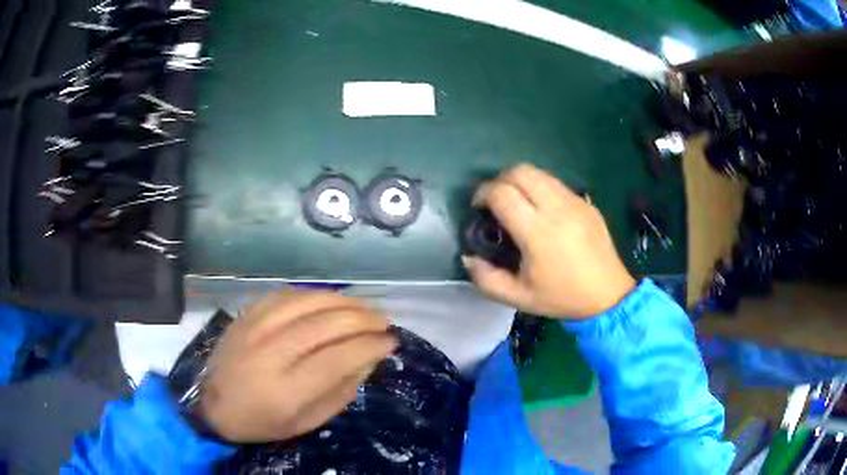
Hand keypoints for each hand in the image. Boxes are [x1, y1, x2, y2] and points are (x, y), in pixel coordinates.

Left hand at [198, 291, 396, 442]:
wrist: (213, 405)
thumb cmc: (262, 422)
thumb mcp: (306, 423)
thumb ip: (340, 392)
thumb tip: (368, 358)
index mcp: (286, 390)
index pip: (338, 358)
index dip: (370, 346)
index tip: (390, 342)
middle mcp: (269, 353)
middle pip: (325, 324)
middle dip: (363, 319)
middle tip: (384, 321)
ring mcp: (255, 328)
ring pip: (308, 302)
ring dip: (344, 301)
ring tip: (365, 308)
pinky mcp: (247, 314)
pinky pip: (287, 294)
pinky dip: (315, 295)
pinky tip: (330, 300)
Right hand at [463, 163, 635, 318]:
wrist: (609, 294)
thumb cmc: (563, 298)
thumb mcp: (519, 298)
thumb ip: (487, 279)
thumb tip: (468, 257)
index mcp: (538, 233)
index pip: (502, 193)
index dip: (482, 194)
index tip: (478, 208)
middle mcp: (556, 209)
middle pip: (520, 172)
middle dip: (499, 180)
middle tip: (495, 202)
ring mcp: (574, 202)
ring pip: (539, 172)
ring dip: (520, 181)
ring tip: (517, 203)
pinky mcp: (586, 202)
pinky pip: (556, 182)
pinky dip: (540, 187)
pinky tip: (542, 209)